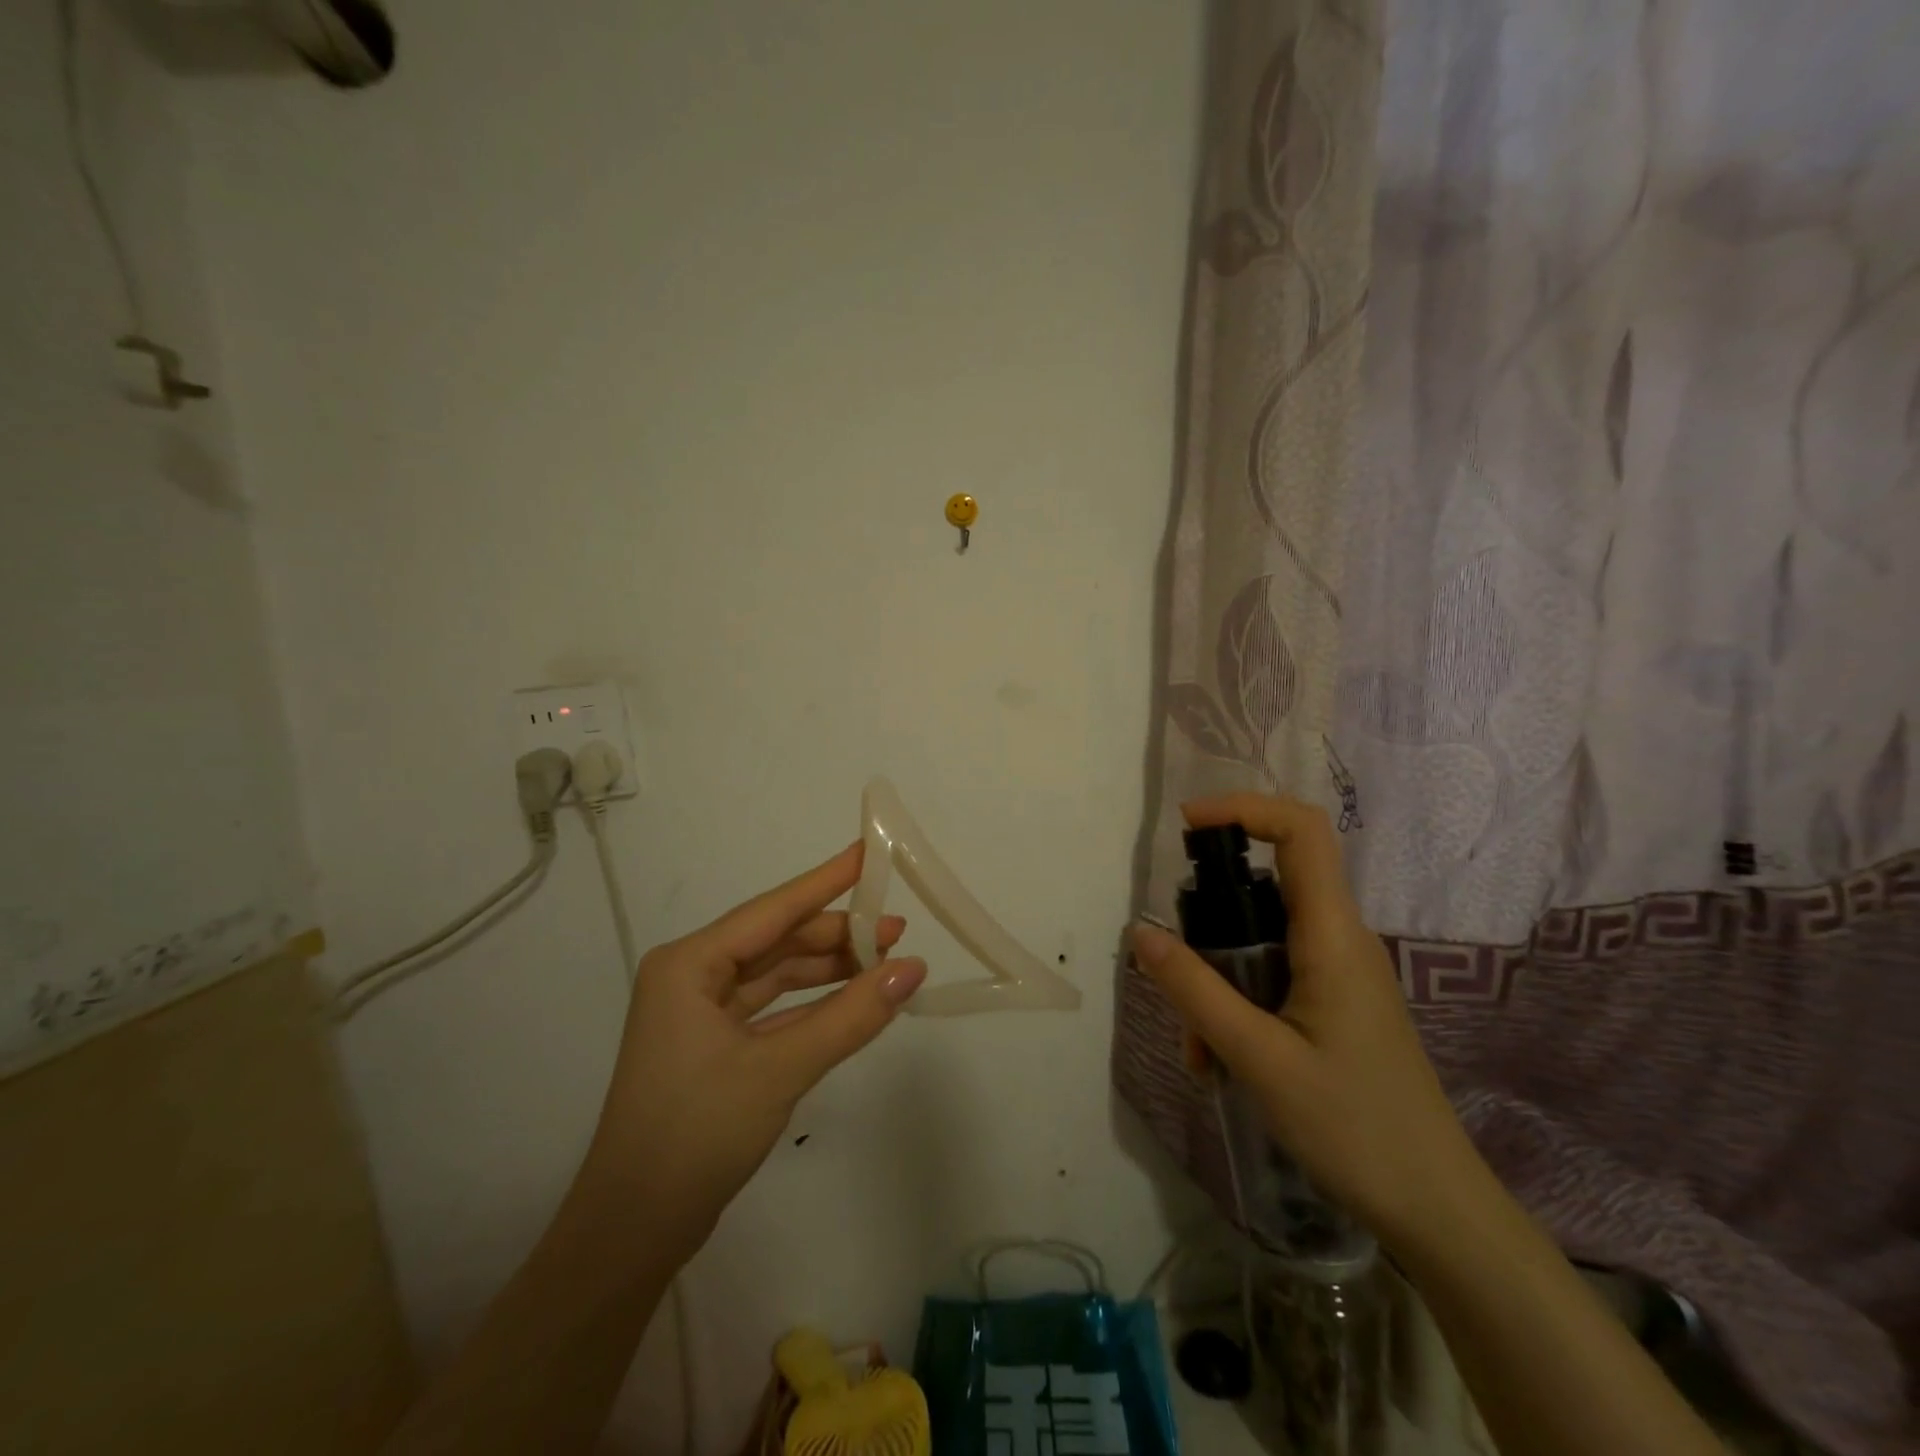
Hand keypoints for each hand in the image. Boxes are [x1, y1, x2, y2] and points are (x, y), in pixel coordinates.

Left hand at [578, 842, 925, 1257]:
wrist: (632, 1233)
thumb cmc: (695, 1133)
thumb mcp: (780, 1068)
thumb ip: (850, 1016)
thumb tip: (912, 969)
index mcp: (689, 964)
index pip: (773, 909)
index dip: (826, 880)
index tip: (868, 852)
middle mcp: (692, 977)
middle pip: (777, 941)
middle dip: (836, 935)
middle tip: (896, 931)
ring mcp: (702, 1014)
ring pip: (777, 976)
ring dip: (828, 971)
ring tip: (885, 963)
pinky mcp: (715, 1047)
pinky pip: (774, 1010)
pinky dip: (813, 1005)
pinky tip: (854, 1001)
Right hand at [1130, 794, 1478, 1245]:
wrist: (1434, 1208)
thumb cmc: (1353, 1126)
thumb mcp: (1257, 1056)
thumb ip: (1194, 989)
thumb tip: (1141, 931)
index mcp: (1333, 935)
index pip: (1301, 831)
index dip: (1245, 808)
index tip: (1188, 826)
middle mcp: (1340, 940)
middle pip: (1267, 885)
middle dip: (1210, 921)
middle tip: (1176, 973)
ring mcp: (1339, 972)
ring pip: (1260, 939)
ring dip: (1216, 978)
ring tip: (1199, 1051)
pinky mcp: (1334, 1002)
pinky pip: (1272, 975)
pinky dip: (1235, 1002)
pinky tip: (1220, 1063)